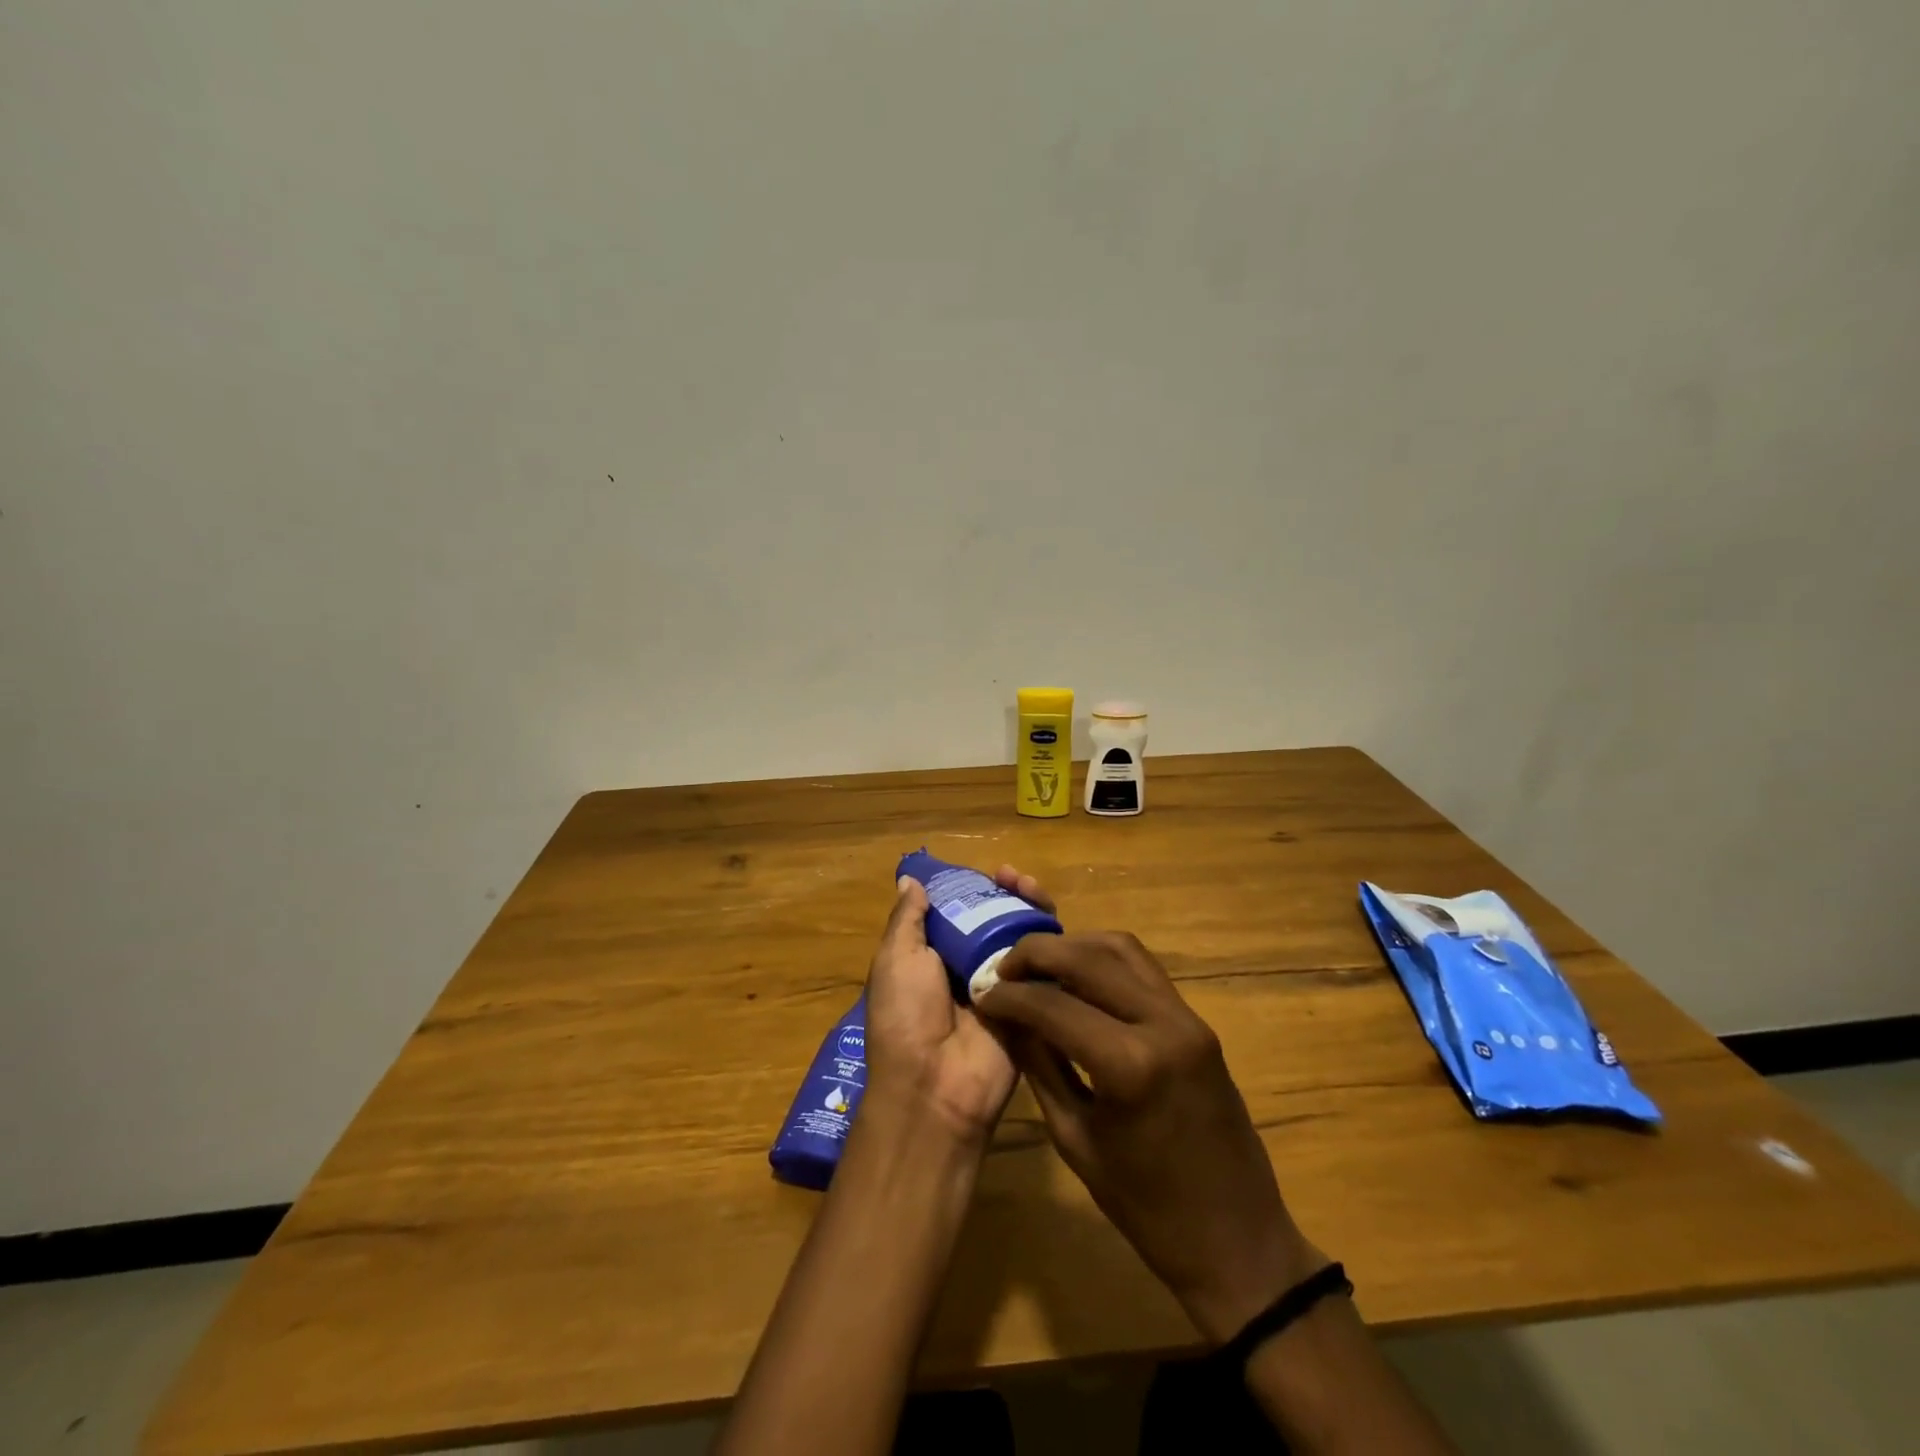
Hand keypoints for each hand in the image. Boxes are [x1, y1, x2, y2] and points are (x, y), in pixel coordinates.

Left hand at [862, 866, 1052, 1146]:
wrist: (936, 1087)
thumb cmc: (906, 1016)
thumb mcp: (895, 959)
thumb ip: (907, 919)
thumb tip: (910, 880)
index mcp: (934, 956)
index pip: (960, 911)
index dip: (973, 888)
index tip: (983, 871)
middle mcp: (970, 966)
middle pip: (995, 919)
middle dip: (1005, 893)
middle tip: (1012, 876)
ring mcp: (1005, 985)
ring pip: (1023, 935)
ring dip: (1028, 906)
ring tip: (1030, 886)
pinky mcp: (1034, 1003)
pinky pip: (1046, 967)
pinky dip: (1051, 940)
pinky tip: (1051, 919)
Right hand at [975, 932, 1323, 1342]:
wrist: (1238, 1241)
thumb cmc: (1147, 1208)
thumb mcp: (1075, 1139)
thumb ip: (1039, 1065)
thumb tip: (1005, 1016)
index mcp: (1129, 1065)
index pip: (1053, 1004)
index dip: (1009, 995)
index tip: (981, 994)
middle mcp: (1162, 1023)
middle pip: (1088, 958)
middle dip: (1036, 954)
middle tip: (1002, 969)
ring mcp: (1187, 1017)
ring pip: (1121, 948)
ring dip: (1073, 947)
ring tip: (1037, 967)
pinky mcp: (1197, 1021)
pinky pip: (1144, 969)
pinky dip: (1104, 961)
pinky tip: (1077, 979)